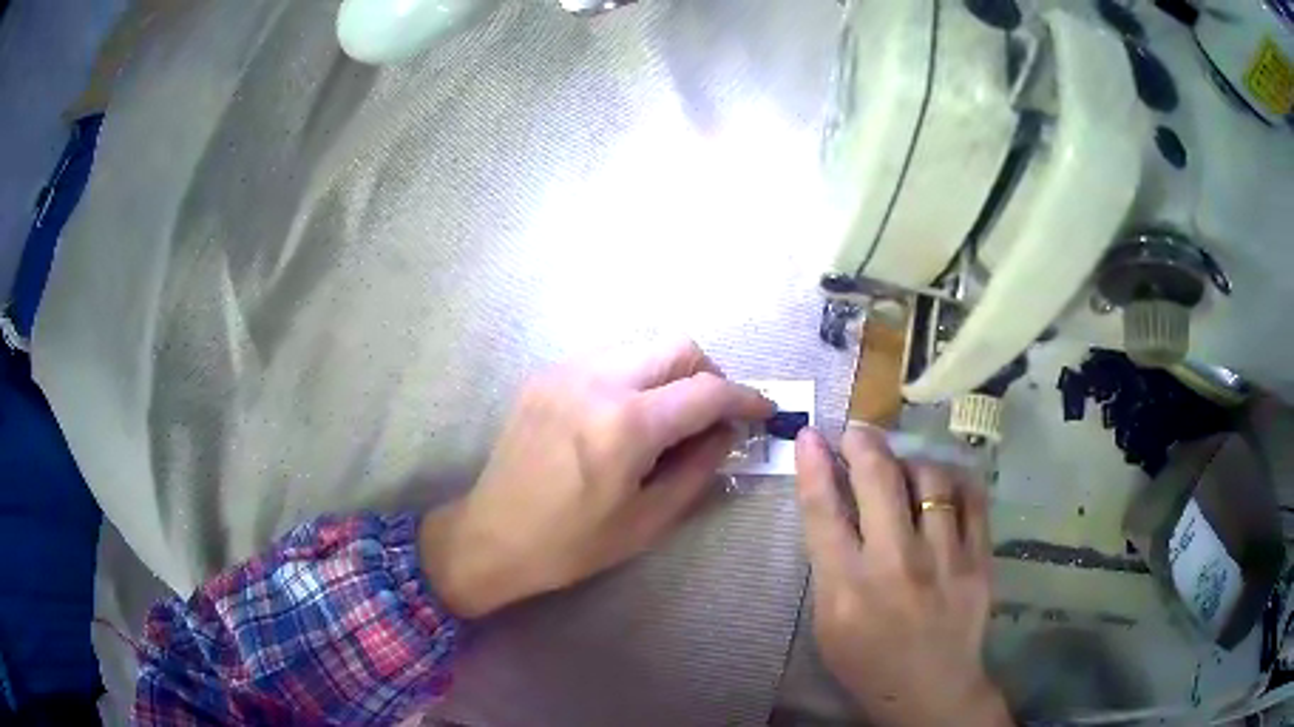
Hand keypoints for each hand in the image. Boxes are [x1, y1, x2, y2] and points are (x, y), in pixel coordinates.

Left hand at [420, 339, 773, 617]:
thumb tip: (727, 432)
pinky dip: (634, 376)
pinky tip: (627, 415)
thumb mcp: (648, 520)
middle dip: (709, 374)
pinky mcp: (545, 376)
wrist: (490, 536)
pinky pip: (608, 358)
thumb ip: (699, 468)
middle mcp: (596, 380)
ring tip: (670, 417)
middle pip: (678, 346)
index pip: (706, 391)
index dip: (745, 398)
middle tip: (713, 415)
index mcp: (625, 424)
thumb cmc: (571, 543)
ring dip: (670, 373)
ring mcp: (566, 371)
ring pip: (642, 345)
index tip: (764, 410)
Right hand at [794, 426, 1011, 726]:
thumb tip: (831, 499)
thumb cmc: (867, 661)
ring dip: (909, 462)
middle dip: (863, 443)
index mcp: (847, 589)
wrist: (931, 689)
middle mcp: (897, 566)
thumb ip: (829, 562)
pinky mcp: (980, 559)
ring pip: (930, 478)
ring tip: (903, 469)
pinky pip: (971, 496)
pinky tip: (943, 483)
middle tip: (857, 433)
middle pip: (879, 480)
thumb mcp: (828, 621)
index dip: (812, 466)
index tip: (810, 434)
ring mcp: (945, 560)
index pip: (824, 512)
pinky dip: (954, 479)